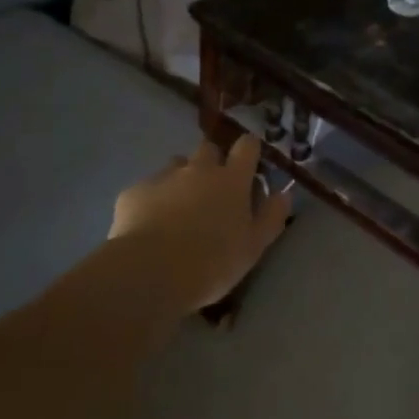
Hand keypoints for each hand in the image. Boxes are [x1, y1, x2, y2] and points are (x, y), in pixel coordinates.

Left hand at [111, 136, 292, 308]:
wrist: (150, 271)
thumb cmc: (212, 262)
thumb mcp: (253, 248)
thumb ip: (271, 218)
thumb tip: (283, 194)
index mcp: (231, 180)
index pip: (247, 146)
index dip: (249, 150)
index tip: (249, 162)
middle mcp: (198, 169)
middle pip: (208, 149)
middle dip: (212, 163)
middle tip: (212, 193)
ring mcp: (164, 177)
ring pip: (176, 166)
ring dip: (181, 180)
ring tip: (178, 210)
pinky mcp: (134, 191)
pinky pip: (148, 189)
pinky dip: (152, 201)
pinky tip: (149, 227)